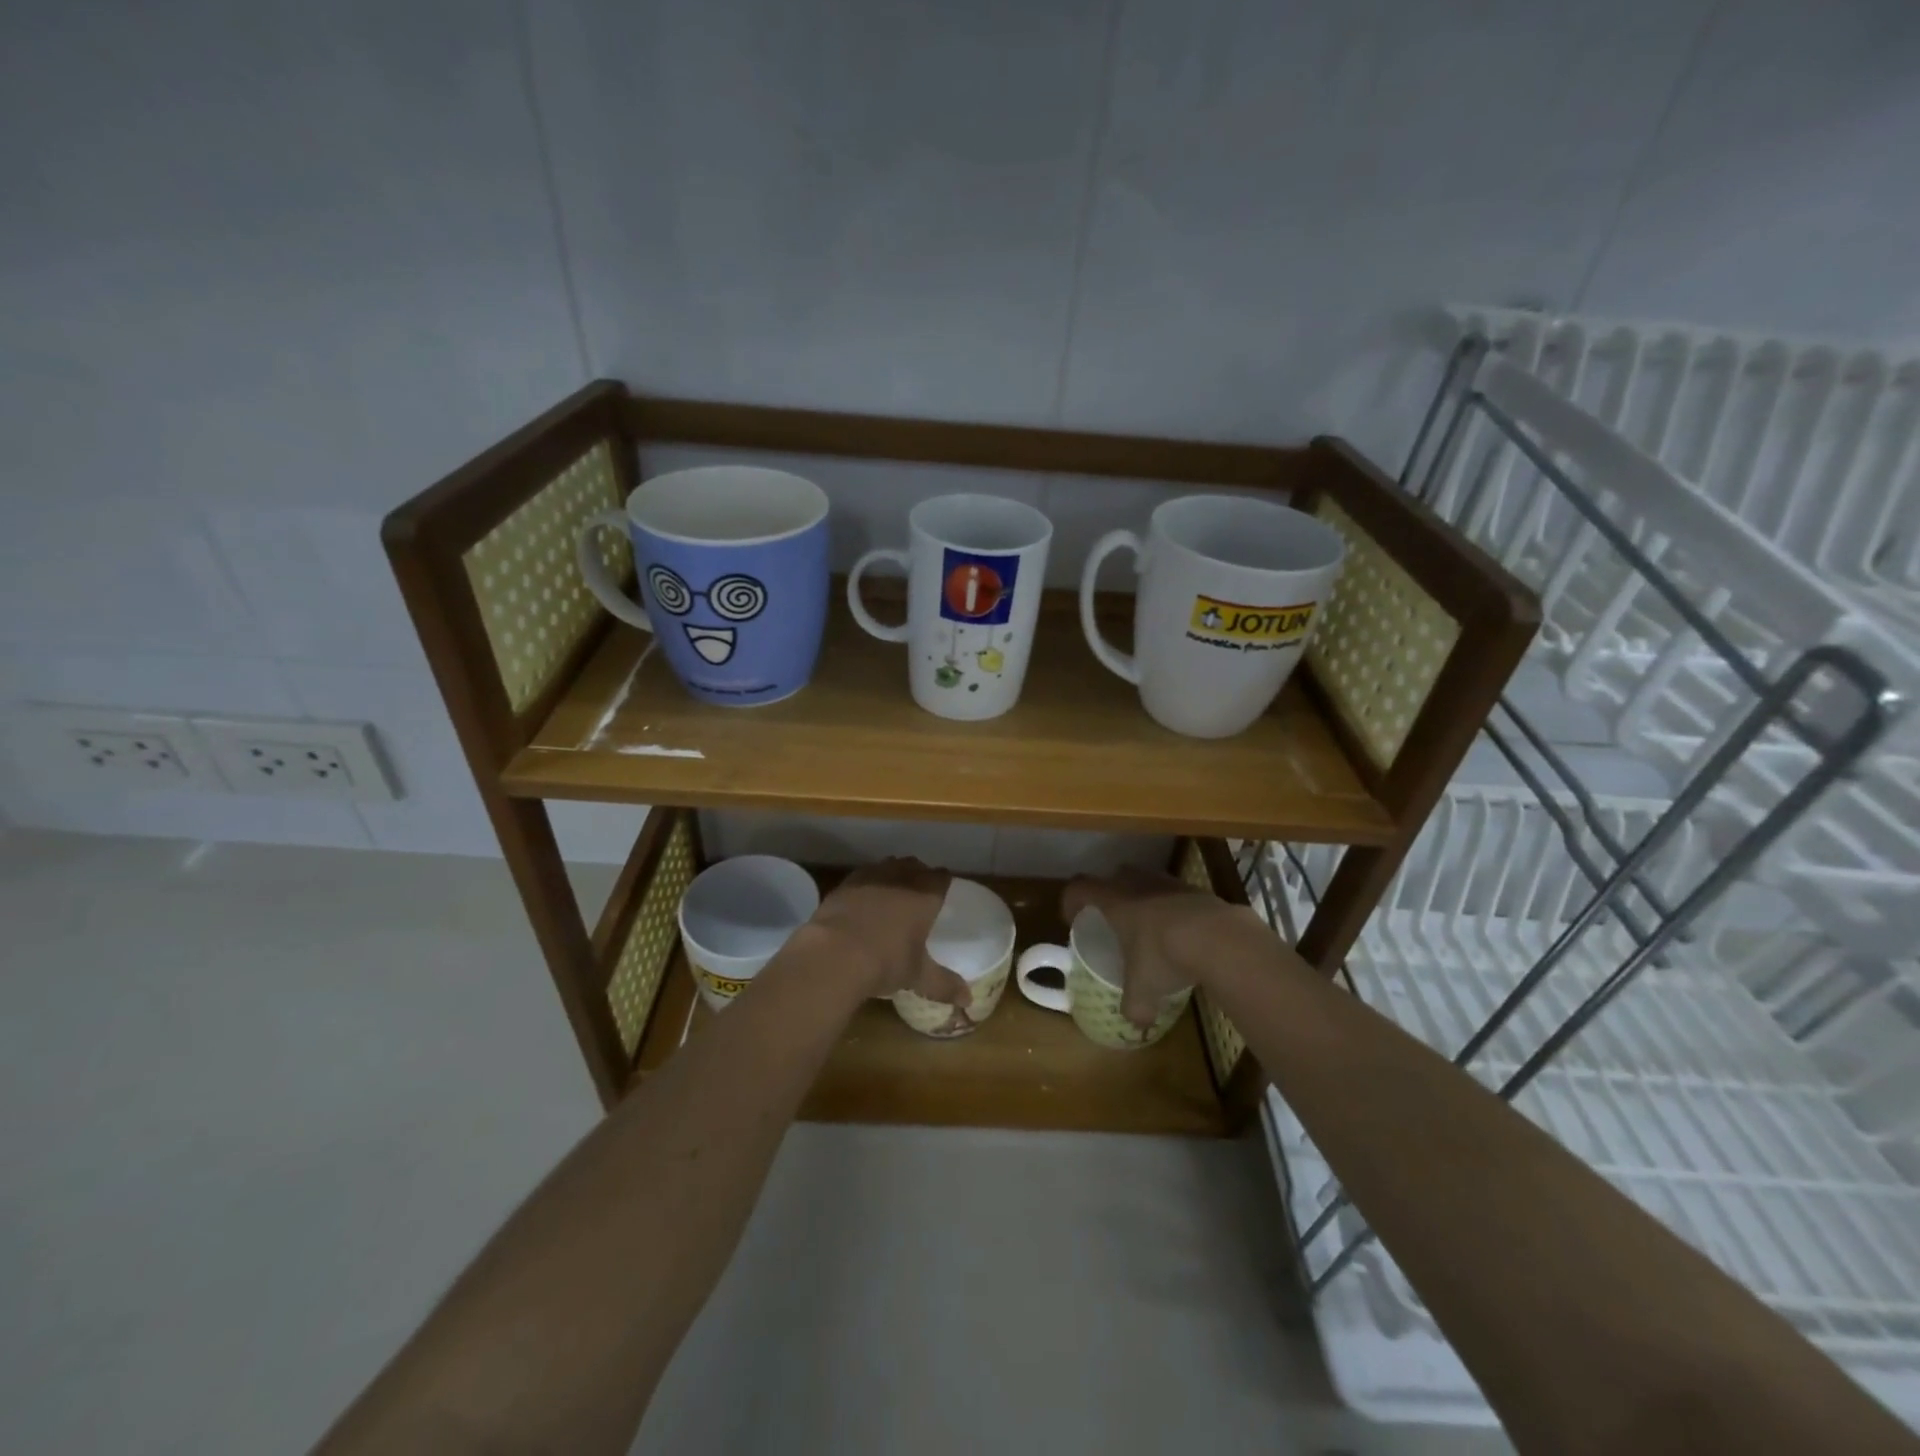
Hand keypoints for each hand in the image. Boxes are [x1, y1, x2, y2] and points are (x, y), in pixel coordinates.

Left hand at [808, 858, 969, 1006]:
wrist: (834, 954)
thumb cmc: (885, 962)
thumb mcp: (917, 977)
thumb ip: (944, 985)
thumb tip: (968, 1000)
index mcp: (925, 896)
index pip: (941, 877)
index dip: (943, 882)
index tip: (942, 891)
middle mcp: (901, 878)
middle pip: (915, 865)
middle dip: (918, 875)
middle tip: (918, 893)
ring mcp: (871, 877)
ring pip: (888, 865)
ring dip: (893, 874)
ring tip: (891, 892)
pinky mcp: (845, 883)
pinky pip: (863, 875)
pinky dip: (867, 883)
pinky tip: (863, 899)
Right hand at [1062, 867, 1258, 1027]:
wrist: (1217, 936)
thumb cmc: (1163, 955)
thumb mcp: (1143, 989)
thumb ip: (1135, 1006)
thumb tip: (1136, 1024)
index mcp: (1113, 902)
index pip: (1079, 888)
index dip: (1071, 901)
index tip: (1073, 918)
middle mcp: (1137, 884)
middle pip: (1114, 875)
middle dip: (1110, 893)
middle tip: (1113, 918)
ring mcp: (1168, 883)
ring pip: (1147, 880)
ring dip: (1144, 897)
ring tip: (1150, 925)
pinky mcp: (1196, 889)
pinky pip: (1176, 893)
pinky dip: (1174, 908)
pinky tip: (1183, 932)